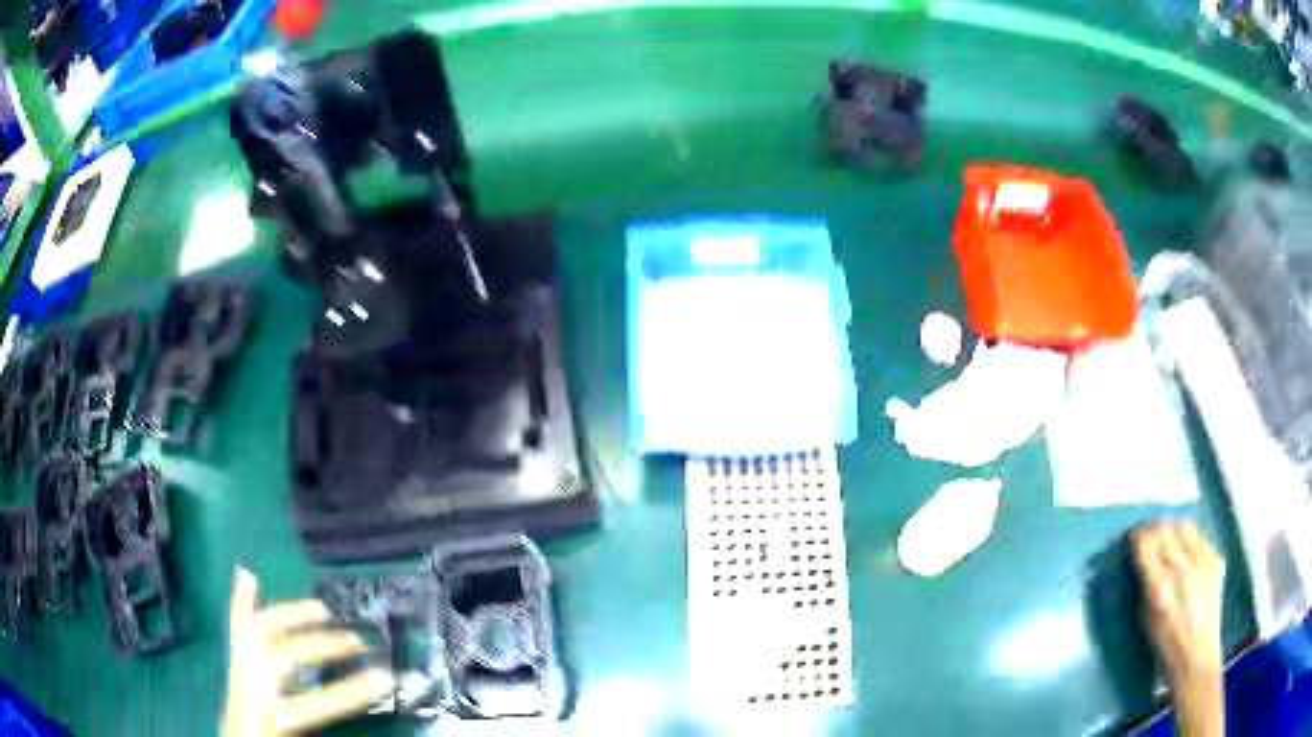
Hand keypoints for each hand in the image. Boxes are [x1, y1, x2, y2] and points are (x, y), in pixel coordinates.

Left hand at [222, 568, 393, 735]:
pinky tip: (248, 578)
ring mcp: (236, 685)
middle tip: (358, 642)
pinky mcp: (234, 681)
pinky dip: (244, 607)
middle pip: (279, 657)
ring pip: (254, 637)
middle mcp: (246, 697)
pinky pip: (237, 638)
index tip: (383, 682)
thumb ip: (316, 729)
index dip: (347, 693)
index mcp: (265, 722)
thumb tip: (368, 728)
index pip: (309, 705)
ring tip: (321, 610)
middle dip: (320, 645)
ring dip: (289, 617)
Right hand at [1132, 521, 1225, 736]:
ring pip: (1185, 527)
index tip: (1132, 537)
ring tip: (1167, 535)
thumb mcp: (1148, 619)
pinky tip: (1187, 549)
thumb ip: (1146, 587)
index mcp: (1160, 586)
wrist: (1198, 654)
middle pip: (1166, 530)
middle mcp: (1183, 566)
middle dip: (1154, 528)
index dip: (1137, 537)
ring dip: (1173, 527)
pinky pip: (1200, 538)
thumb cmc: (1167, 644)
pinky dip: (1190, 538)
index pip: (1146, 545)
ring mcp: (1203, 560)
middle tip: (1147, 533)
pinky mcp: (1216, 559)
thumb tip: (1142, 563)